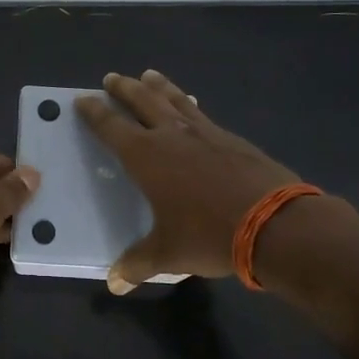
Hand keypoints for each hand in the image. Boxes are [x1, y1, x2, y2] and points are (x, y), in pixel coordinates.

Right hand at [77, 70, 315, 293]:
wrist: (275, 224)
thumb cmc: (209, 236)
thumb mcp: (168, 254)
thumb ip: (138, 264)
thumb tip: (114, 283)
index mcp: (147, 158)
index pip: (112, 127)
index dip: (95, 113)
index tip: (82, 99)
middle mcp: (172, 136)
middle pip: (143, 102)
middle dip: (124, 89)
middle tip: (112, 77)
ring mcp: (206, 134)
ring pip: (176, 101)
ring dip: (159, 87)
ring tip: (149, 75)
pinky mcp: (233, 140)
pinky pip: (203, 115)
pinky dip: (191, 106)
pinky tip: (193, 106)